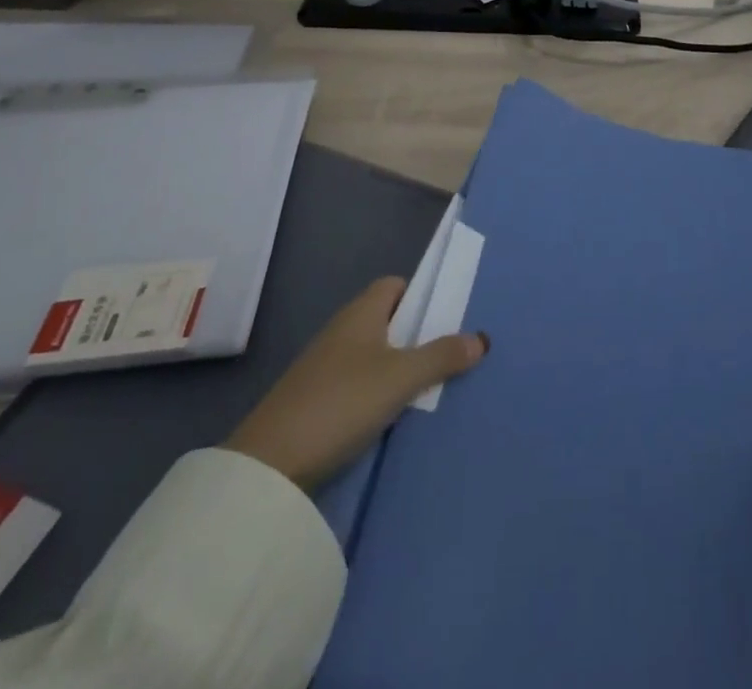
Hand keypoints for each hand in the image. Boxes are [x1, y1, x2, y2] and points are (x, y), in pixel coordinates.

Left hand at [226, 277, 487, 490]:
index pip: (394, 285)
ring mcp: (324, 367)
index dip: (420, 296)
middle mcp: (342, 331)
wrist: (271, 465)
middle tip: (450, 356)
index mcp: (360, 313)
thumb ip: (441, 356)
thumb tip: (480, 337)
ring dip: (398, 368)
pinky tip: (395, 417)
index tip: (446, 318)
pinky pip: (358, 385)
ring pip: (373, 355)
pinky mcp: (315, 401)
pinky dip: (378, 394)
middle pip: (386, 320)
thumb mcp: (400, 378)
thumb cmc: (341, 402)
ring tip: (431, 389)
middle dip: (416, 335)